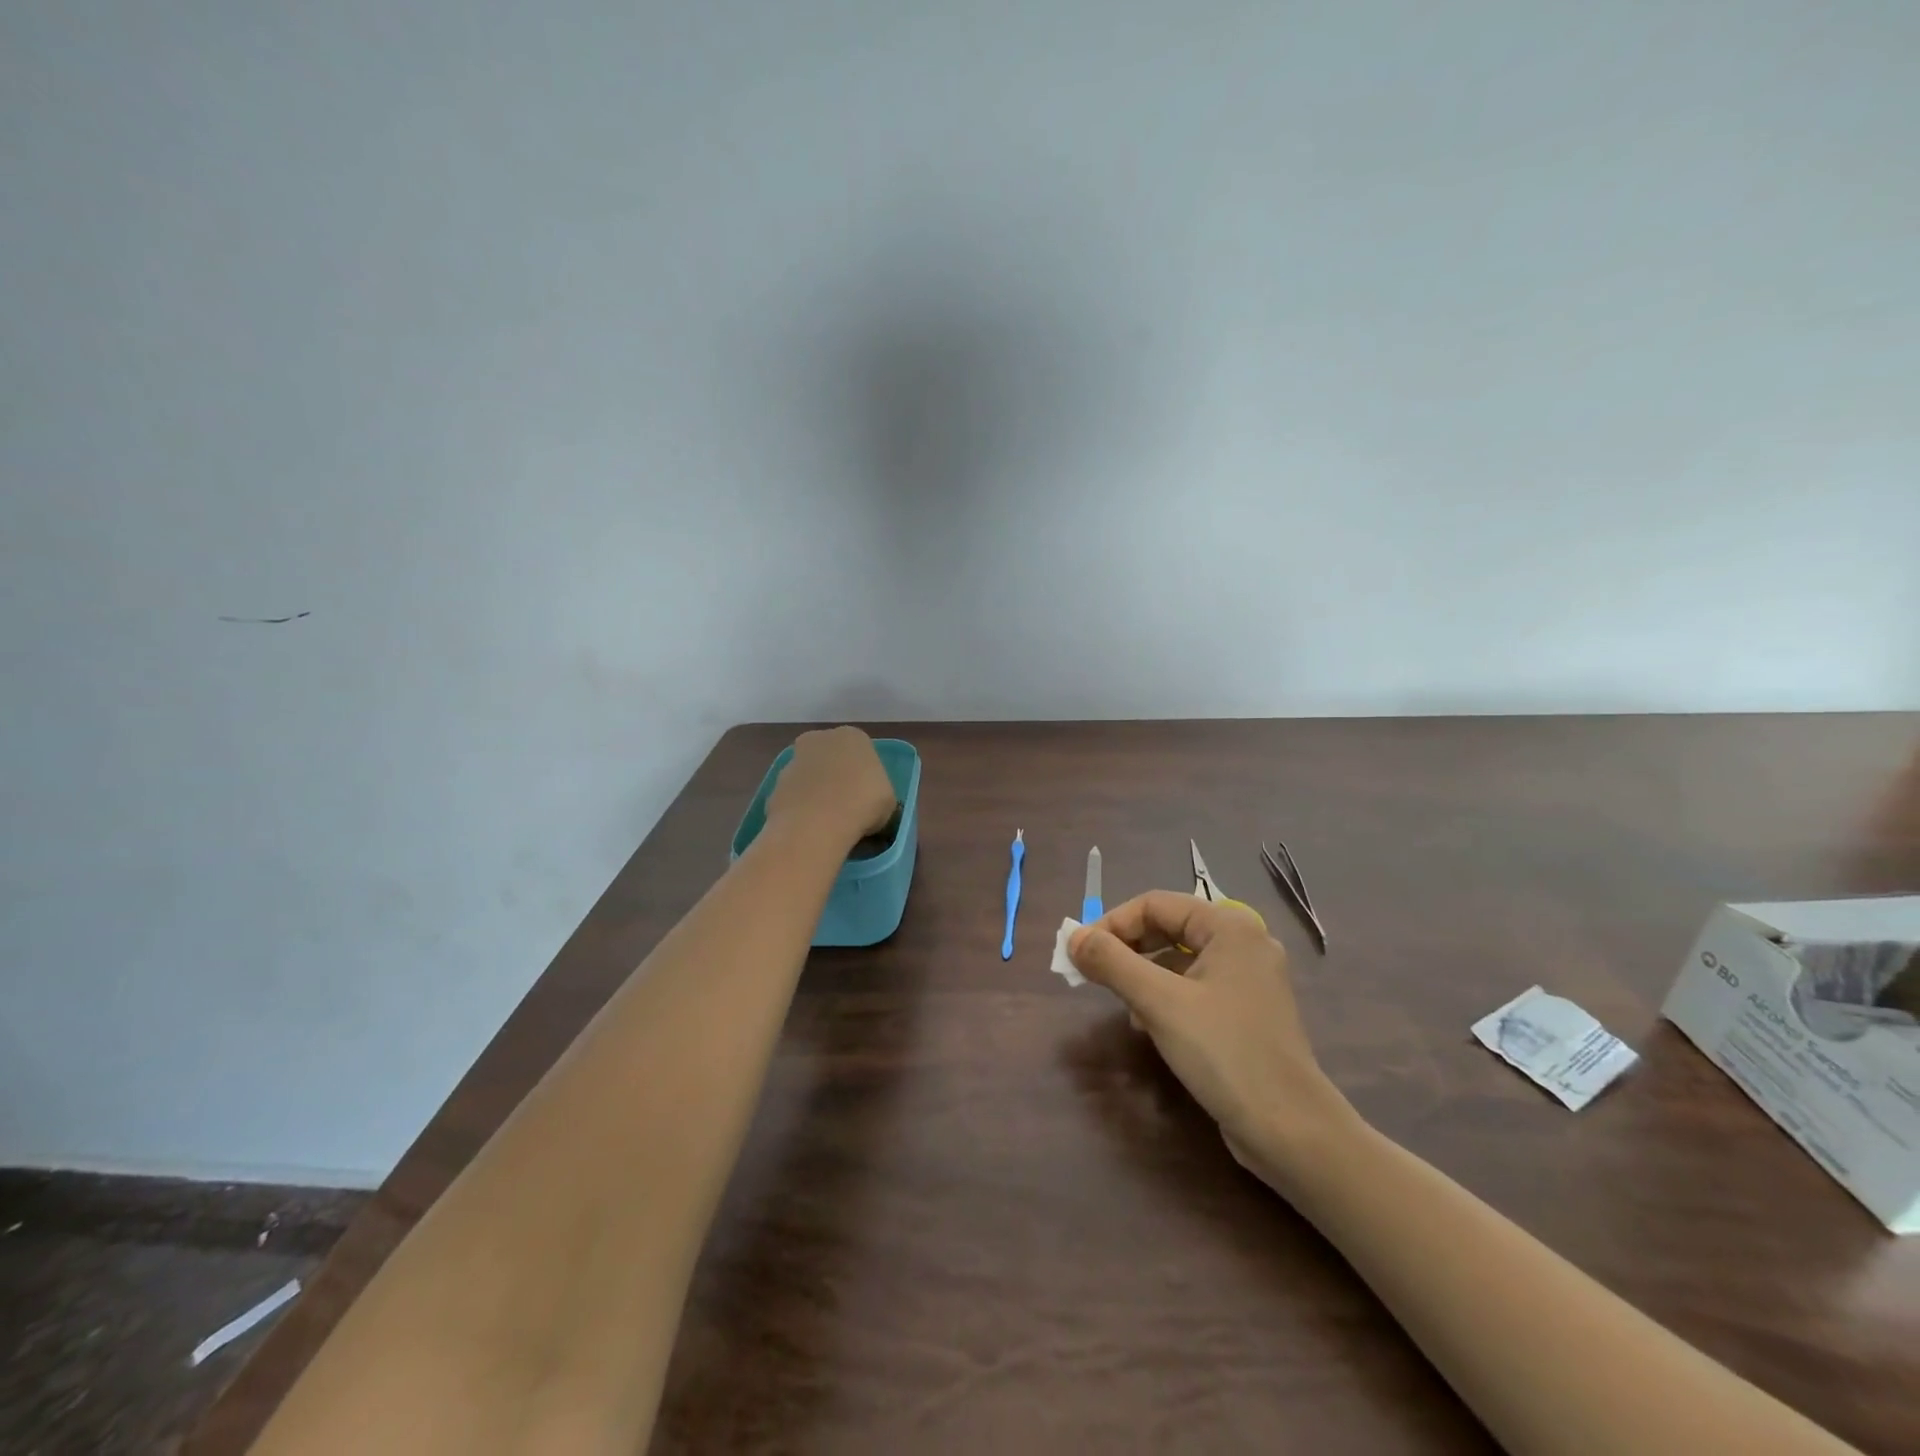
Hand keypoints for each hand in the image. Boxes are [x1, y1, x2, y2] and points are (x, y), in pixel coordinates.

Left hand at [765, 727, 896, 847]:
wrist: (816, 823)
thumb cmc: (862, 803)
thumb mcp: (888, 801)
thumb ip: (878, 793)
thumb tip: (868, 805)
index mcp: (853, 736)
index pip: (861, 751)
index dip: (865, 775)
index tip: (868, 797)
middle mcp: (820, 739)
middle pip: (831, 758)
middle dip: (836, 777)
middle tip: (847, 806)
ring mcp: (793, 761)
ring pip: (810, 776)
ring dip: (816, 793)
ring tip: (827, 822)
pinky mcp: (775, 785)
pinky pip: (794, 797)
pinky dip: (800, 809)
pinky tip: (810, 828)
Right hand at [1069, 891, 1350, 1179]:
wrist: (1291, 1131)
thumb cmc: (1223, 1052)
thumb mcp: (1159, 1003)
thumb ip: (1112, 963)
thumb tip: (1073, 938)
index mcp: (1229, 927)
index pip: (1156, 904)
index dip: (1113, 923)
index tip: (1080, 952)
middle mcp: (1243, 943)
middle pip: (1169, 927)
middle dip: (1127, 948)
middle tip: (1093, 973)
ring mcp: (1249, 979)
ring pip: (1180, 959)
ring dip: (1143, 973)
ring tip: (1121, 1003)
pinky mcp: (1248, 1012)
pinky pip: (1196, 987)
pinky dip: (1166, 996)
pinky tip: (1149, 1025)